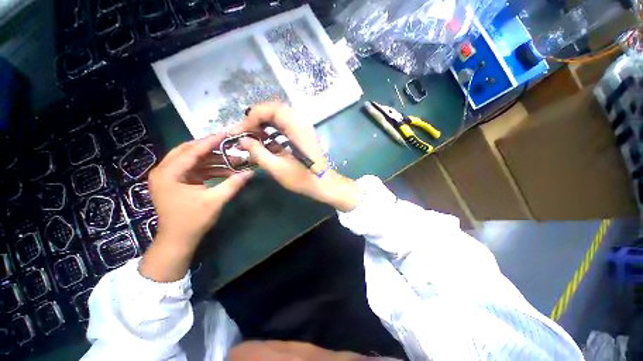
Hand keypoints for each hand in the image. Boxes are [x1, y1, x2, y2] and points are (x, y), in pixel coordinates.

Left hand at [140, 133, 252, 281]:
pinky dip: (208, 169)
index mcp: (168, 174)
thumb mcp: (215, 201)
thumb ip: (233, 184)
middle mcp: (164, 171)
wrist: (178, 240)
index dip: (211, 142)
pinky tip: (224, 170)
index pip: (192, 151)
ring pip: (191, 160)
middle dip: (210, 148)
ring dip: (211, 159)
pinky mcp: (175, 182)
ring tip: (231, 159)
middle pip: (188, 151)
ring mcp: (168, 177)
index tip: (226, 133)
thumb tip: (251, 172)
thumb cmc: (193, 221)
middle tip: (228, 144)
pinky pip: (193, 169)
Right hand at [232, 102, 361, 211]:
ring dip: (264, 125)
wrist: (322, 183)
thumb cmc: (302, 178)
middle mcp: (301, 122)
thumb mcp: (277, 167)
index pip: (272, 109)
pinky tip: (265, 142)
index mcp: (296, 127)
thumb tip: (243, 141)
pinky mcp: (303, 135)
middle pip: (275, 110)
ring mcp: (303, 128)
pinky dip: (273, 131)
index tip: (242, 130)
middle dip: (257, 119)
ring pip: (279, 118)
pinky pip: (285, 126)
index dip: (254, 116)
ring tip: (252, 137)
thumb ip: (258, 152)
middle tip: (245, 132)